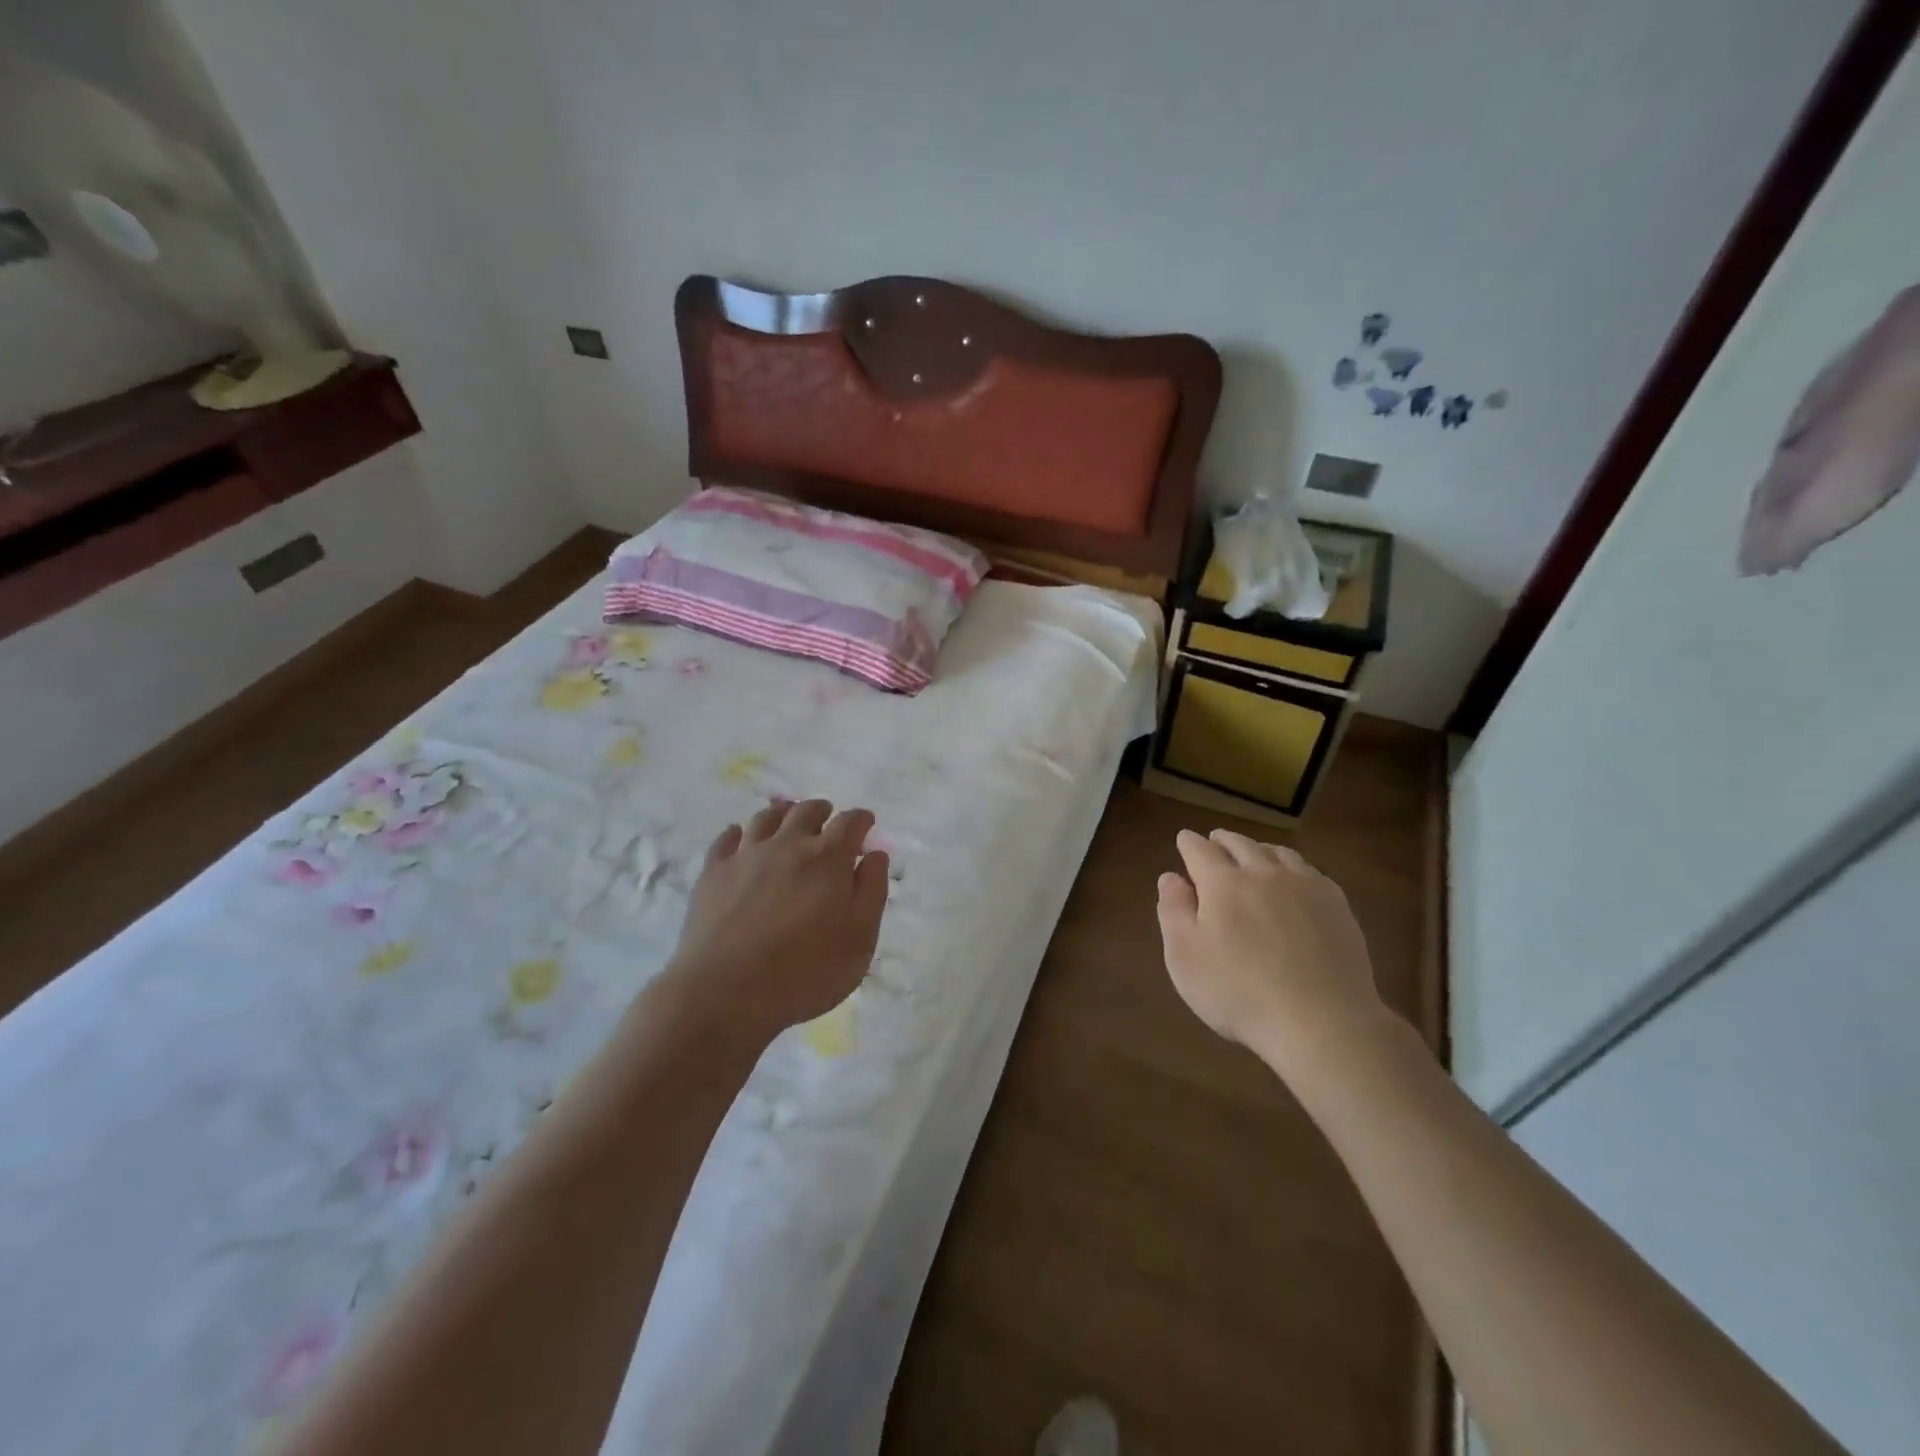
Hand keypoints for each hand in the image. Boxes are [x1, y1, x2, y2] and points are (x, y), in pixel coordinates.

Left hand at [660, 799, 889, 1043]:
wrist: (725, 993)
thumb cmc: (806, 972)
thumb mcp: (859, 939)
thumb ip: (872, 892)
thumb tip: (875, 855)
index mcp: (827, 858)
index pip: (850, 823)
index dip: (861, 820)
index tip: (866, 823)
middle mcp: (787, 844)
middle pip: (806, 812)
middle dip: (822, 811)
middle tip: (827, 817)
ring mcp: (746, 856)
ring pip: (766, 818)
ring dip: (782, 814)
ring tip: (787, 819)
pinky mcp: (713, 872)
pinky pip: (727, 838)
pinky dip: (740, 833)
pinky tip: (741, 839)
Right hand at [1156, 829, 1387, 1082]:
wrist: (1323, 1021)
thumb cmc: (1239, 993)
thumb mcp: (1185, 958)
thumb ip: (1173, 912)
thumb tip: (1170, 877)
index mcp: (1222, 883)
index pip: (1200, 850)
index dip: (1188, 843)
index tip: (1183, 839)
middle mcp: (1263, 873)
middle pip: (1240, 844)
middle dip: (1222, 840)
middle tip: (1215, 841)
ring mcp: (1304, 885)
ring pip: (1277, 852)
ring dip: (1258, 848)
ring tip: (1253, 853)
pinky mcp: (1336, 904)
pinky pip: (1308, 870)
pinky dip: (1291, 865)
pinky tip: (1293, 879)